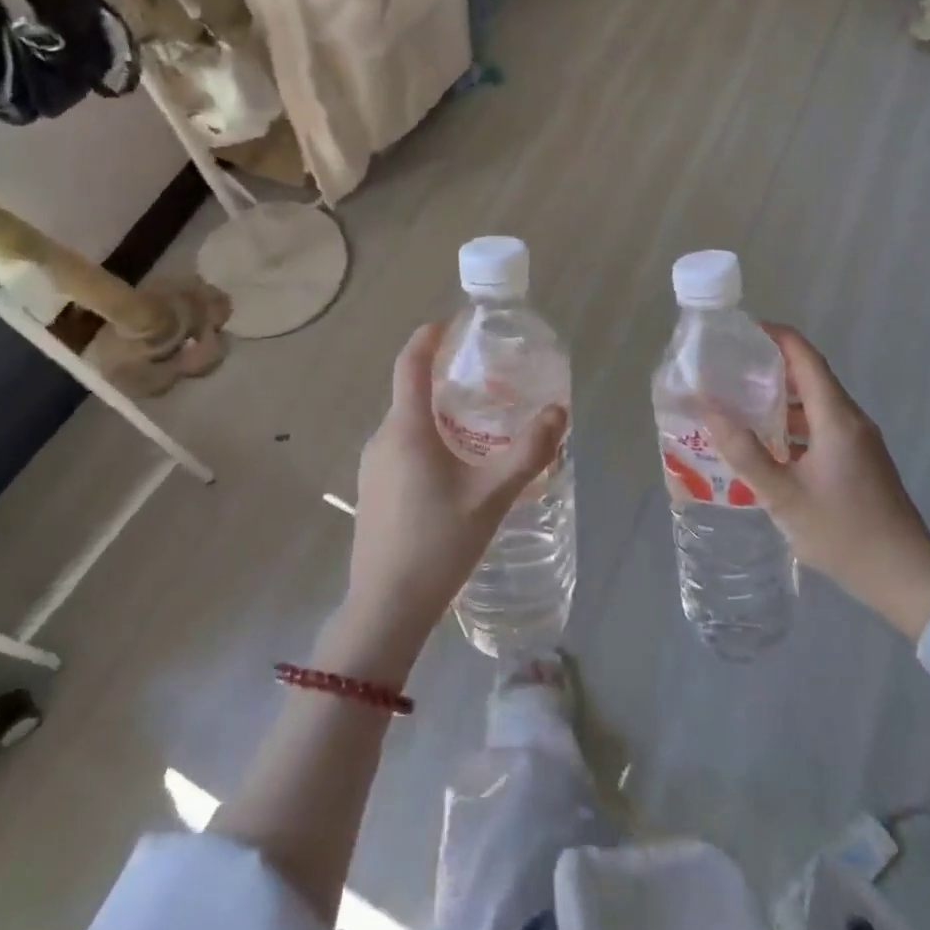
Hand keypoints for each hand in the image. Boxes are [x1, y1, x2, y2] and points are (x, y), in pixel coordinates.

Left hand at [343, 323, 566, 663]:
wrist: (385, 607)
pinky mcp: (371, 491)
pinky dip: (425, 440)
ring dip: (435, 413)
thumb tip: (559, 412)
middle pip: (409, 393)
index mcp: (406, 429)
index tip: (450, 322)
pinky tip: (453, 467)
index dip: (427, 338)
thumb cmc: (438, 543)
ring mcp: (371, 467)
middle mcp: (382, 439)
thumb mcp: (491, 496)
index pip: (410, 365)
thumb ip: (527, 453)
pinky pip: (399, 448)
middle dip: (441, 378)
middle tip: (482, 378)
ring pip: (405, 424)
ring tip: (475, 423)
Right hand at [706, 325, 929, 639]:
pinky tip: (765, 441)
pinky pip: (821, 425)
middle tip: (728, 368)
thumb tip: (708, 409)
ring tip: (737, 401)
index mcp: (836, 419)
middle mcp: (850, 420)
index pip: (806, 358)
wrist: (904, 576)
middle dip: (770, 366)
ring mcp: (858, 441)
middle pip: (811, 376)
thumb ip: (744, 452)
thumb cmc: (842, 533)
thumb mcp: (783, 496)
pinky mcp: (859, 460)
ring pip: (815, 403)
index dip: (776, 337)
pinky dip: (792, 423)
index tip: (741, 330)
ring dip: (780, 398)